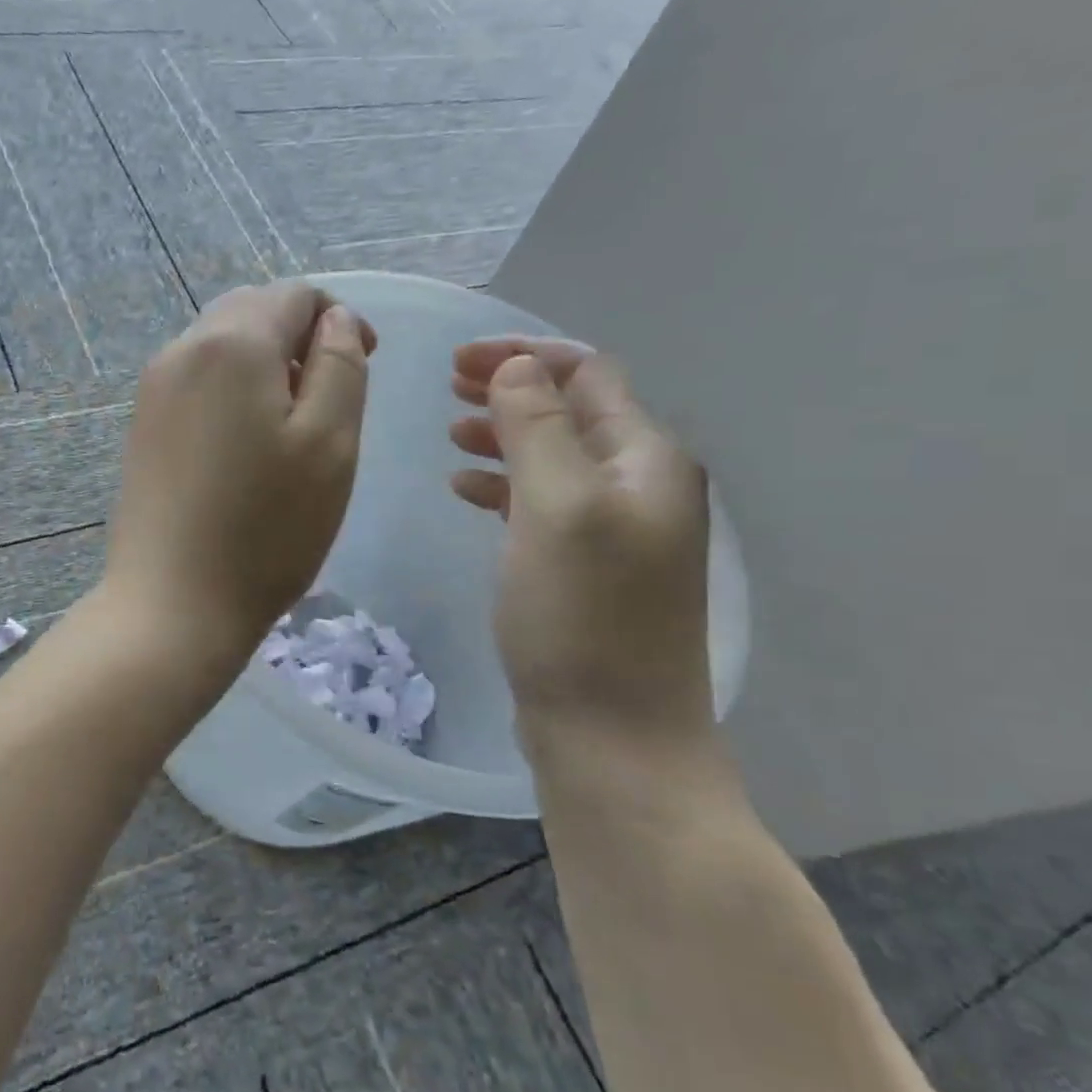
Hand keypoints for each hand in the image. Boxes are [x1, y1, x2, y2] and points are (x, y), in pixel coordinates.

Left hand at [105, 282, 376, 658]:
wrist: (172, 604)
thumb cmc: (266, 529)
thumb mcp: (329, 444)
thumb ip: (340, 366)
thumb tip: (333, 321)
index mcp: (232, 343)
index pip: (294, 295)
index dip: (338, 318)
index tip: (365, 362)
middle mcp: (182, 350)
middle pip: (251, 311)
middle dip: (297, 336)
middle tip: (329, 396)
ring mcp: (153, 390)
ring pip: (220, 346)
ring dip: (263, 364)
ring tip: (290, 424)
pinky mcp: (141, 427)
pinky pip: (195, 382)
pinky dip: (230, 391)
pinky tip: (244, 444)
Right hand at [450, 339, 712, 743]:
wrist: (613, 735)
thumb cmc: (581, 616)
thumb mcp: (555, 507)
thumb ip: (536, 428)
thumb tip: (516, 367)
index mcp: (645, 458)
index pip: (586, 375)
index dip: (523, 355)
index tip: (456, 360)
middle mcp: (640, 485)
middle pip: (572, 411)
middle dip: (510, 389)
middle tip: (446, 386)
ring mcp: (617, 530)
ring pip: (555, 457)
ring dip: (504, 436)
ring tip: (450, 435)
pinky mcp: (589, 568)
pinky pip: (545, 504)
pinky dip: (506, 487)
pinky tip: (467, 492)